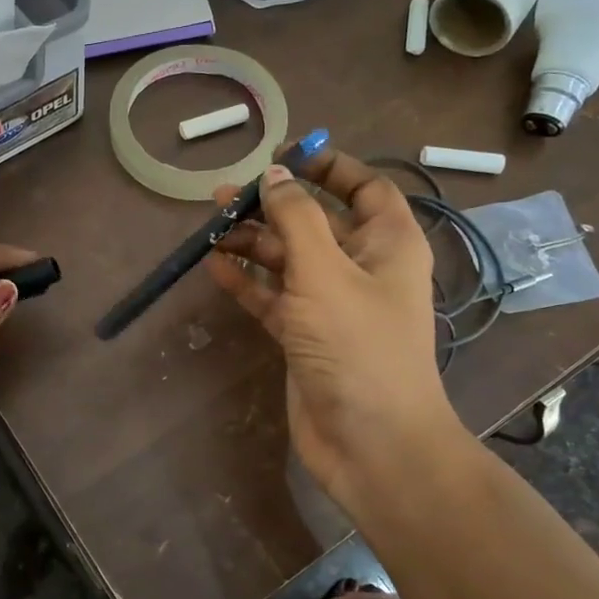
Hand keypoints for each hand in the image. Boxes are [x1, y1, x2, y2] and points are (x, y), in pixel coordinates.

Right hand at [204, 150, 466, 508]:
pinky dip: (247, 281)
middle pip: (316, 222)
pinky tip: (215, 266)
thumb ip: (297, 219)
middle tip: (225, 196)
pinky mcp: (305, 335)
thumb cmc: (358, 347)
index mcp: (388, 244)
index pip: (365, 187)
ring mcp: (331, 304)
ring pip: (289, 260)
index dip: (328, 167)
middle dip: (274, 206)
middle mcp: (362, 268)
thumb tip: (275, 175)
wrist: (371, 442)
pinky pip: (273, 296)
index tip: (283, 156)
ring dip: (253, 243)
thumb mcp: (325, 272)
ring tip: (211, 228)